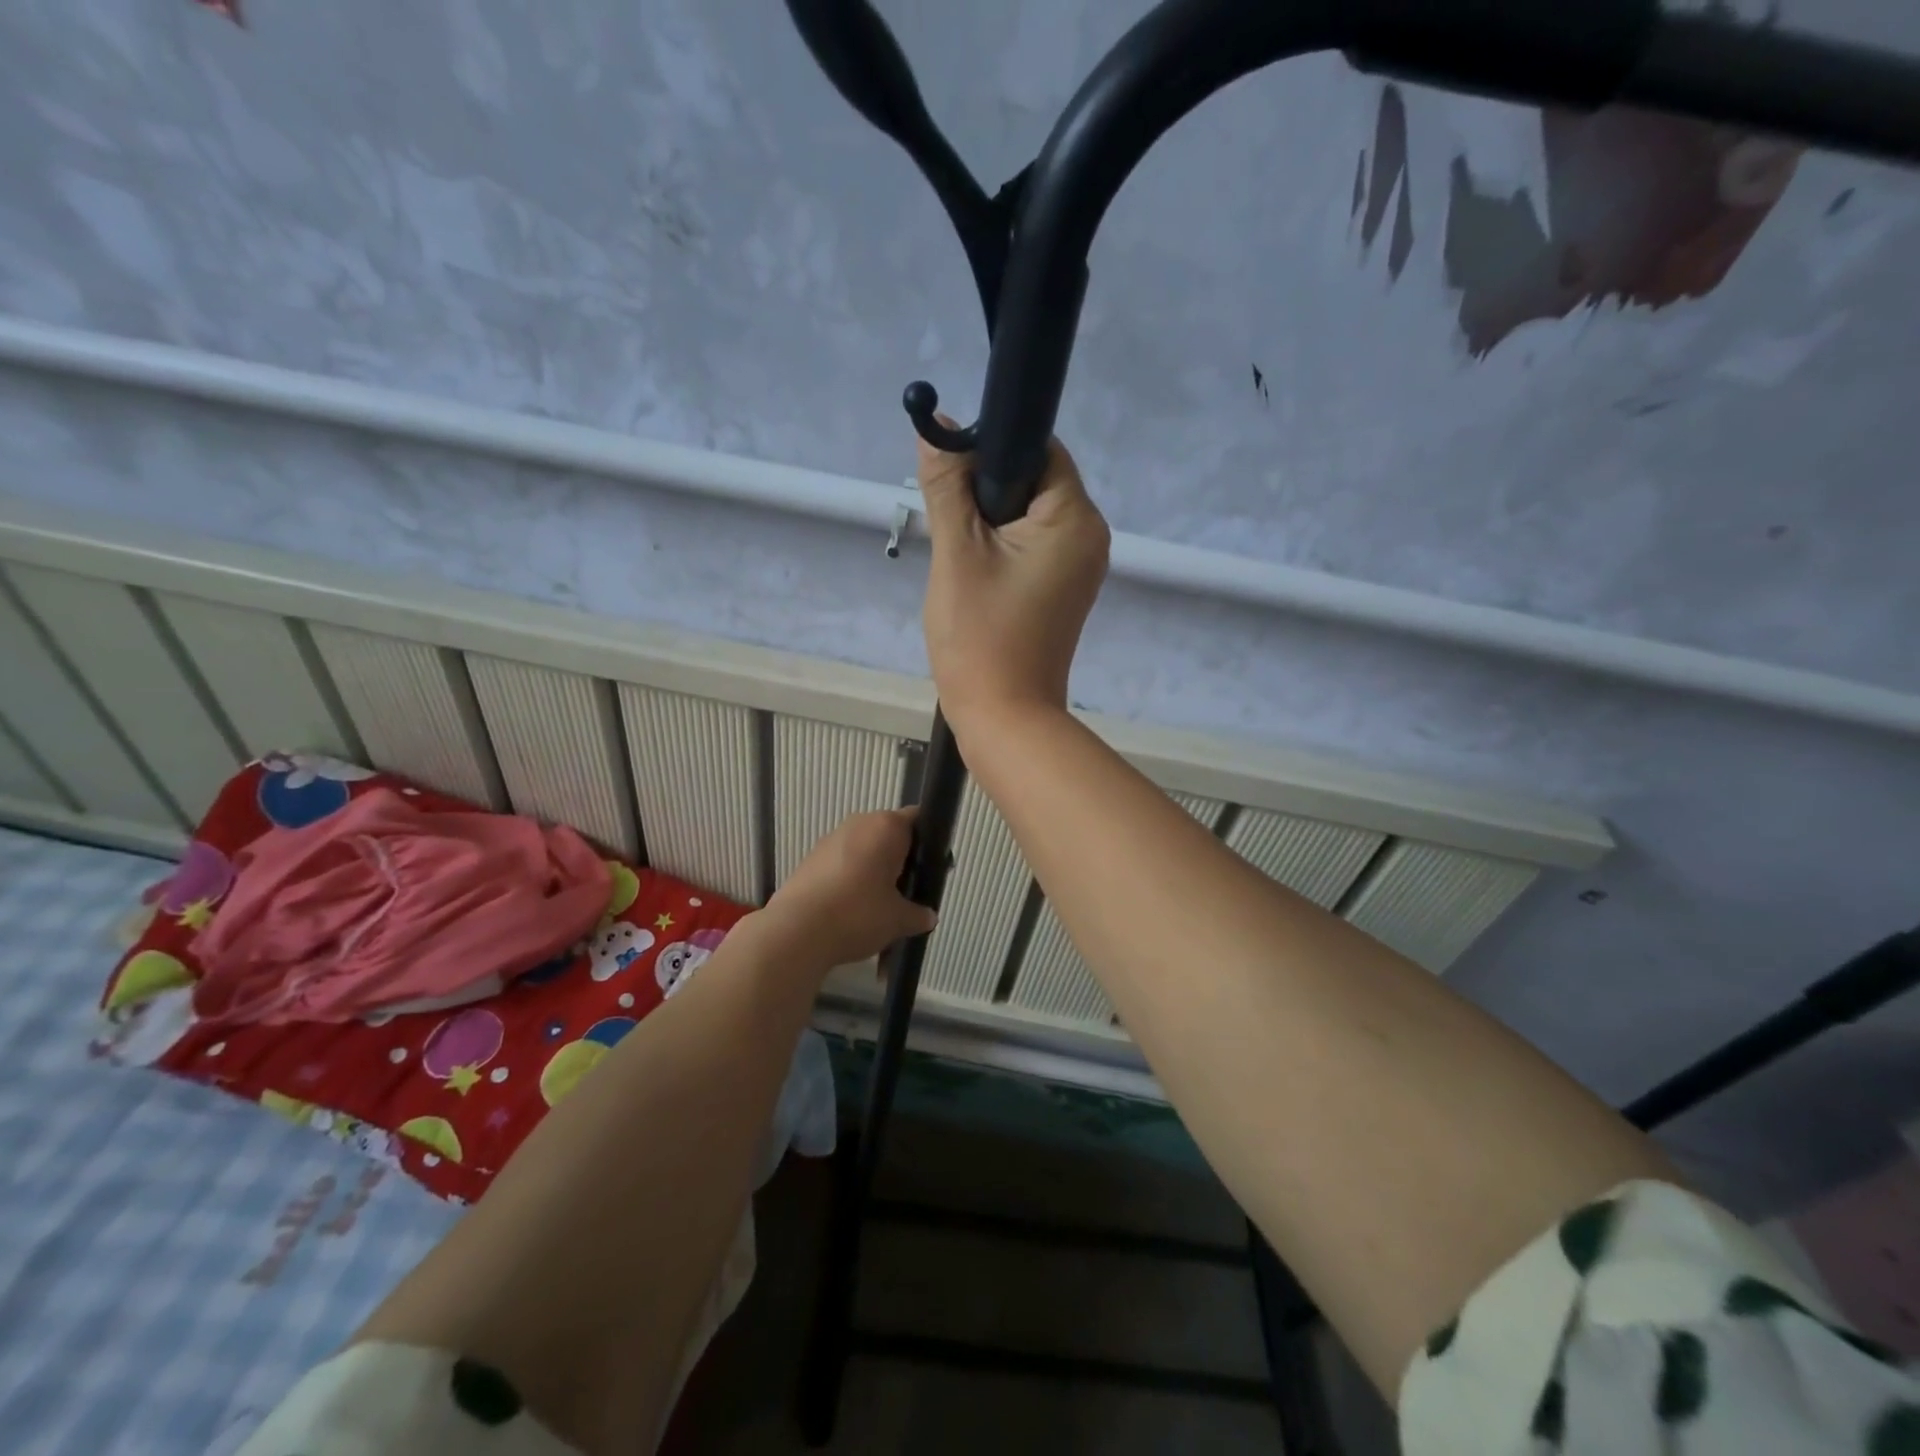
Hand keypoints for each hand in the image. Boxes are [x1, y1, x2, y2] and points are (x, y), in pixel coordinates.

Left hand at [763, 808, 936, 968]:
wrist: (796, 931)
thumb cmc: (858, 914)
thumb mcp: (899, 919)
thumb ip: (918, 914)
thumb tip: (928, 916)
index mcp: (887, 827)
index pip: (918, 819)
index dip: (929, 843)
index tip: (930, 870)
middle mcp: (859, 823)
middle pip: (889, 834)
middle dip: (900, 860)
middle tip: (907, 893)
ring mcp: (831, 839)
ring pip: (864, 849)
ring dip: (874, 871)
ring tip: (877, 907)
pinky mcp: (810, 858)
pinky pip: (842, 863)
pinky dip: (851, 880)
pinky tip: (850, 910)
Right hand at [918, 429, 1109, 733]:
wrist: (1005, 718)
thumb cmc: (980, 636)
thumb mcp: (957, 553)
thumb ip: (948, 485)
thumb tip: (938, 426)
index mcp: (1075, 518)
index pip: (1039, 449)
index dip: (992, 449)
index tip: (952, 478)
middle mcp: (1090, 536)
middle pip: (1035, 481)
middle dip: (987, 492)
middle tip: (950, 526)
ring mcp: (1081, 567)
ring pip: (1030, 516)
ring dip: (990, 522)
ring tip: (961, 558)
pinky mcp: (1065, 591)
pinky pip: (1034, 548)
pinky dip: (1003, 548)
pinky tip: (976, 575)